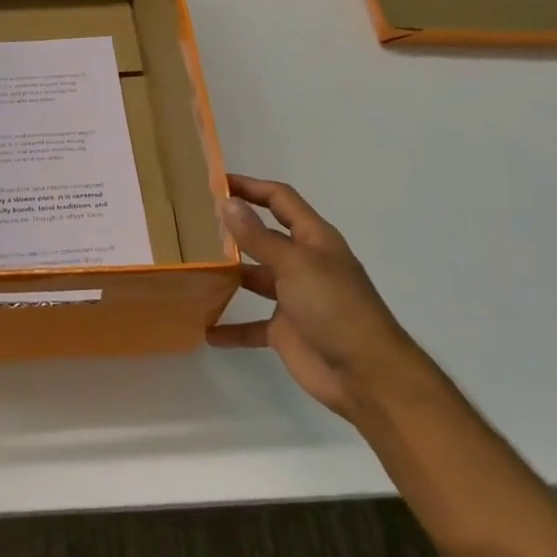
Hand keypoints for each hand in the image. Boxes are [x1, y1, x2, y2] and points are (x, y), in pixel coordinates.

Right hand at [205, 174, 426, 418]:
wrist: (366, 374)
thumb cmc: (335, 307)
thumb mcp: (295, 265)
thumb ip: (259, 237)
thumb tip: (228, 203)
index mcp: (313, 239)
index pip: (279, 200)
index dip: (251, 187)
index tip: (214, 182)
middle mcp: (303, 262)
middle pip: (264, 237)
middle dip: (233, 229)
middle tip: (191, 224)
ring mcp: (294, 297)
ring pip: (254, 278)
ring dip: (227, 275)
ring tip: (191, 268)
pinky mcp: (285, 331)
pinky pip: (251, 325)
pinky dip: (231, 328)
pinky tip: (205, 329)